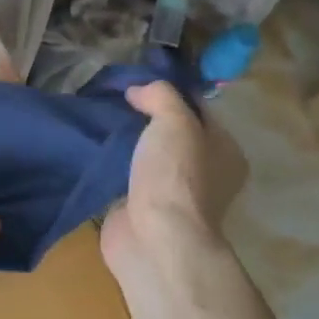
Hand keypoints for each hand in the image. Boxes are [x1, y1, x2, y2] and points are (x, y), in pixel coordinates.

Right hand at [101, 81, 248, 285]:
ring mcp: (173, 194)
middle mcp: (205, 172)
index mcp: (225, 151)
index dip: (170, 92)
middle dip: (144, 116)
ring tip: (99, 118)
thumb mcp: (175, 121)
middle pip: (172, 133)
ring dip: (127, 141)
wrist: (154, 238)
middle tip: (114, 97)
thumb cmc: (175, 176)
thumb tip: (137, 90)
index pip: (199, 109)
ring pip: (148, 155)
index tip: (138, 80)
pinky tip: (93, 147)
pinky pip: (127, 176)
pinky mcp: (143, 209)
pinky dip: (112, 164)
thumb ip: (161, 95)